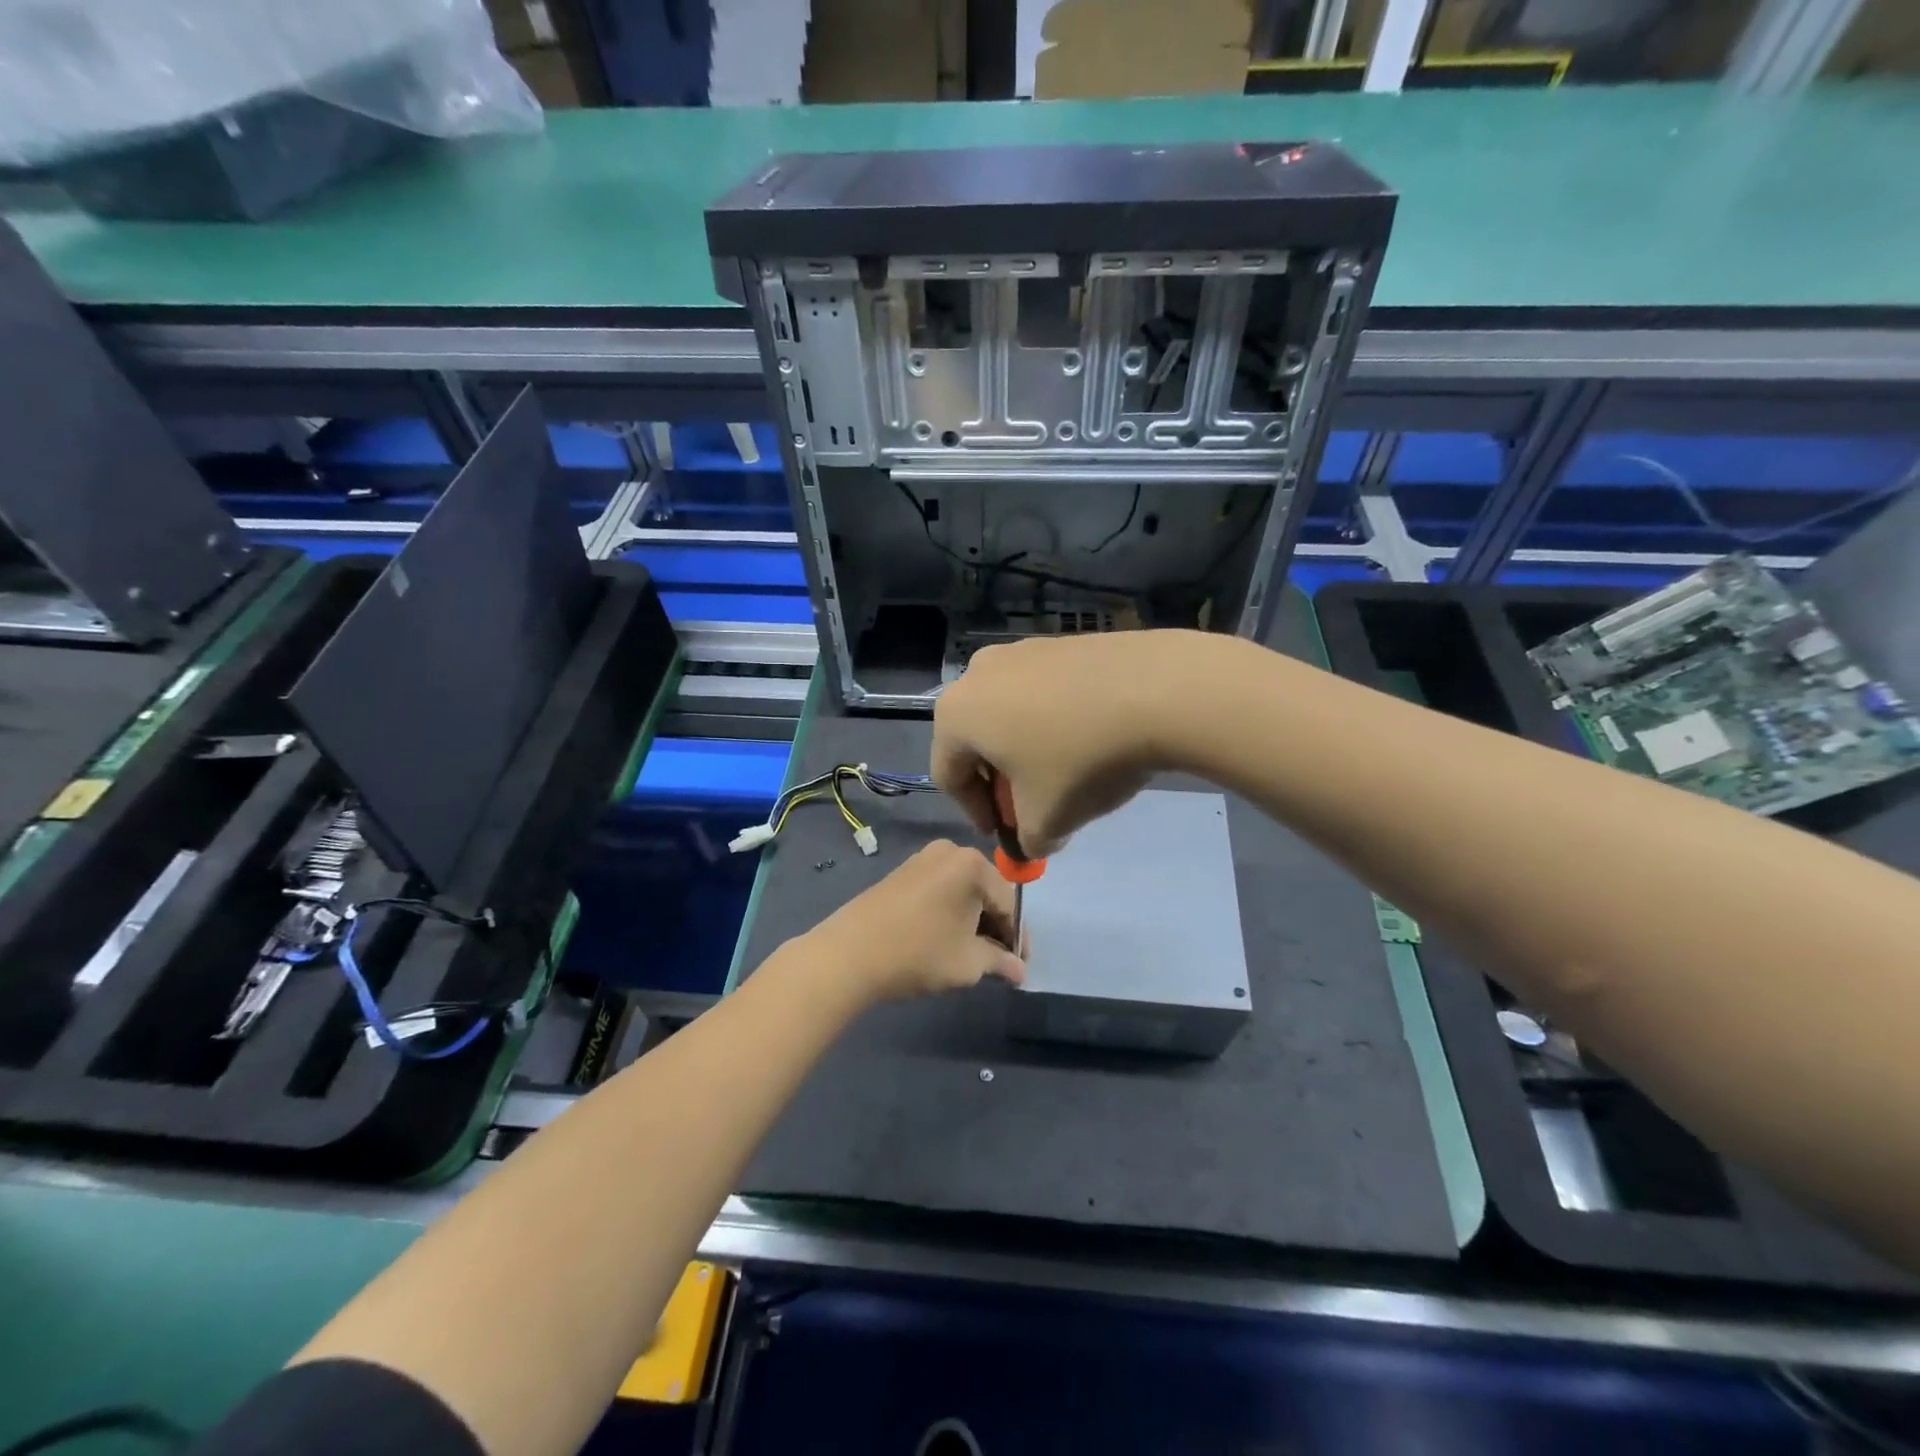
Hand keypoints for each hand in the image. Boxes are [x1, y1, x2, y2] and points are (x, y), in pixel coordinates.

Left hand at [800, 840, 1025, 1003]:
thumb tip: (1020, 972)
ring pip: (962, 891)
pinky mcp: (902, 872)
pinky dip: (950, 912)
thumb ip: (1000, 963)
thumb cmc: (918, 953)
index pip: (1009, 904)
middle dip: (996, 927)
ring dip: (973, 921)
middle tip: (999, 963)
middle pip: (986, 892)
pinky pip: (940, 890)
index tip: (1020, 967)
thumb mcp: (968, 963)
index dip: (1017, 938)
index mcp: (973, 865)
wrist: (849, 953)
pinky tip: (946, 939)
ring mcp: (923, 858)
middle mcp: (950, 851)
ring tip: (973, 955)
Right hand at [932, 630, 1220, 857]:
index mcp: (956, 714)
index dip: (975, 813)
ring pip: (1010, 714)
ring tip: (1064, 774)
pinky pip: (1042, 692)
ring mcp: (1022, 650)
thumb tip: (1034, 840)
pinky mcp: (1061, 642)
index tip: (1006, 834)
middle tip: (1032, 806)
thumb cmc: (1082, 760)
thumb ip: (1028, 840)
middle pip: (977, 741)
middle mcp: (977, 673)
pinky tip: (1088, 739)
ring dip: (1027, 750)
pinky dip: (1053, 721)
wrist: (1158, 691)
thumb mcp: (1048, 820)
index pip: (949, 776)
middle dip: (1001, 781)